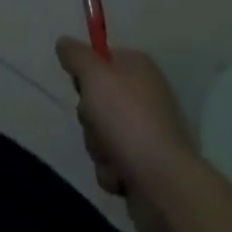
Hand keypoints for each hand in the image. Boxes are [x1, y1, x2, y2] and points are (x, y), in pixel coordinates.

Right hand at [56, 38, 196, 221]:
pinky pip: (112, 163)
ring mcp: (146, 135)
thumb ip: (74, 54)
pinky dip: (111, 171)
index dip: (86, 73)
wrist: (166, 187)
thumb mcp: (93, 74)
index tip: (81, 86)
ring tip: (112, 157)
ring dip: (98, 147)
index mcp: (138, 68)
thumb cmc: (128, 120)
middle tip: (97, 123)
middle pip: (96, 99)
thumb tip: (64, 44)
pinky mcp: (145, 168)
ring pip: (100, 133)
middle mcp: (144, 97)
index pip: (100, 59)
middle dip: (89, 117)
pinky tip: (121, 177)